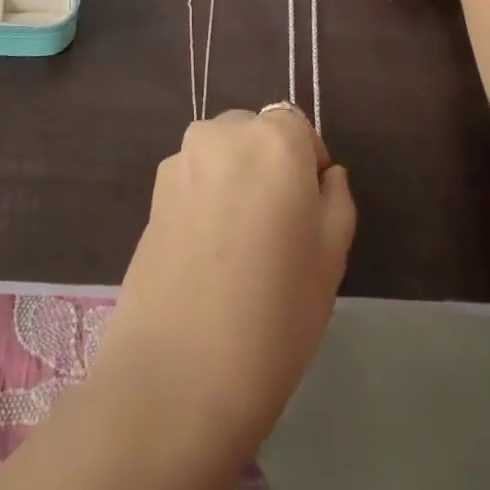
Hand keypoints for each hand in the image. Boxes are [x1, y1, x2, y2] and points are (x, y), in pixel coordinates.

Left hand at [95, 109, 354, 453]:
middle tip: (277, 230)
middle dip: (268, 166)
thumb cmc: (278, 308)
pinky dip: (205, 199)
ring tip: (239, 245)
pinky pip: (193, 179)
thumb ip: (335, 197)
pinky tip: (207, 253)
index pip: (297, 125)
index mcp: (273, 138)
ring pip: (221, 155)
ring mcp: (181, 158)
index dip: (308, 162)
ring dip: (234, 180)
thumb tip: (324, 173)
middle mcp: (222, 132)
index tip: (309, 209)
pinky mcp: (153, 189)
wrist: (182, 364)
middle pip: (254, 134)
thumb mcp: (333, 254)